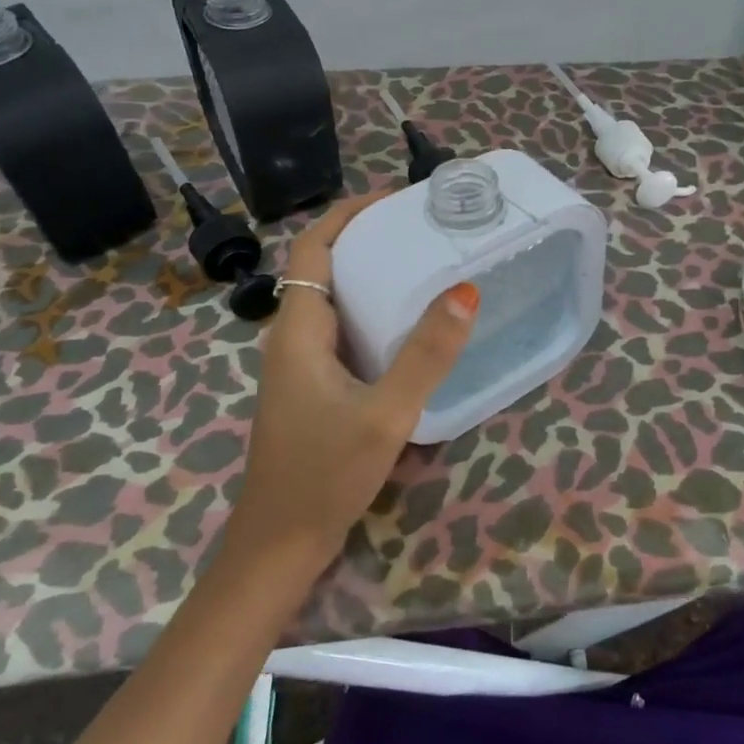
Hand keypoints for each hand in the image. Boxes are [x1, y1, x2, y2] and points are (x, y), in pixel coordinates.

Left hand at [217, 190, 480, 574]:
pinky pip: (345, 332)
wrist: (279, 546)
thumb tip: (465, 290)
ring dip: (373, 276)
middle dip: (370, 239)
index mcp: (300, 330)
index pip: (314, 247)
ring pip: (337, 301)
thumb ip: (425, 355)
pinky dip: (375, 313)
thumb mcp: (384, 414)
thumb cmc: (324, 477)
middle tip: (427, 228)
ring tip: (428, 264)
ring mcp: (303, 366)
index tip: (397, 197)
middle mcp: (295, 338)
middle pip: (326, 267)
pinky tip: (412, 328)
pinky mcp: (316, 388)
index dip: (349, 213)